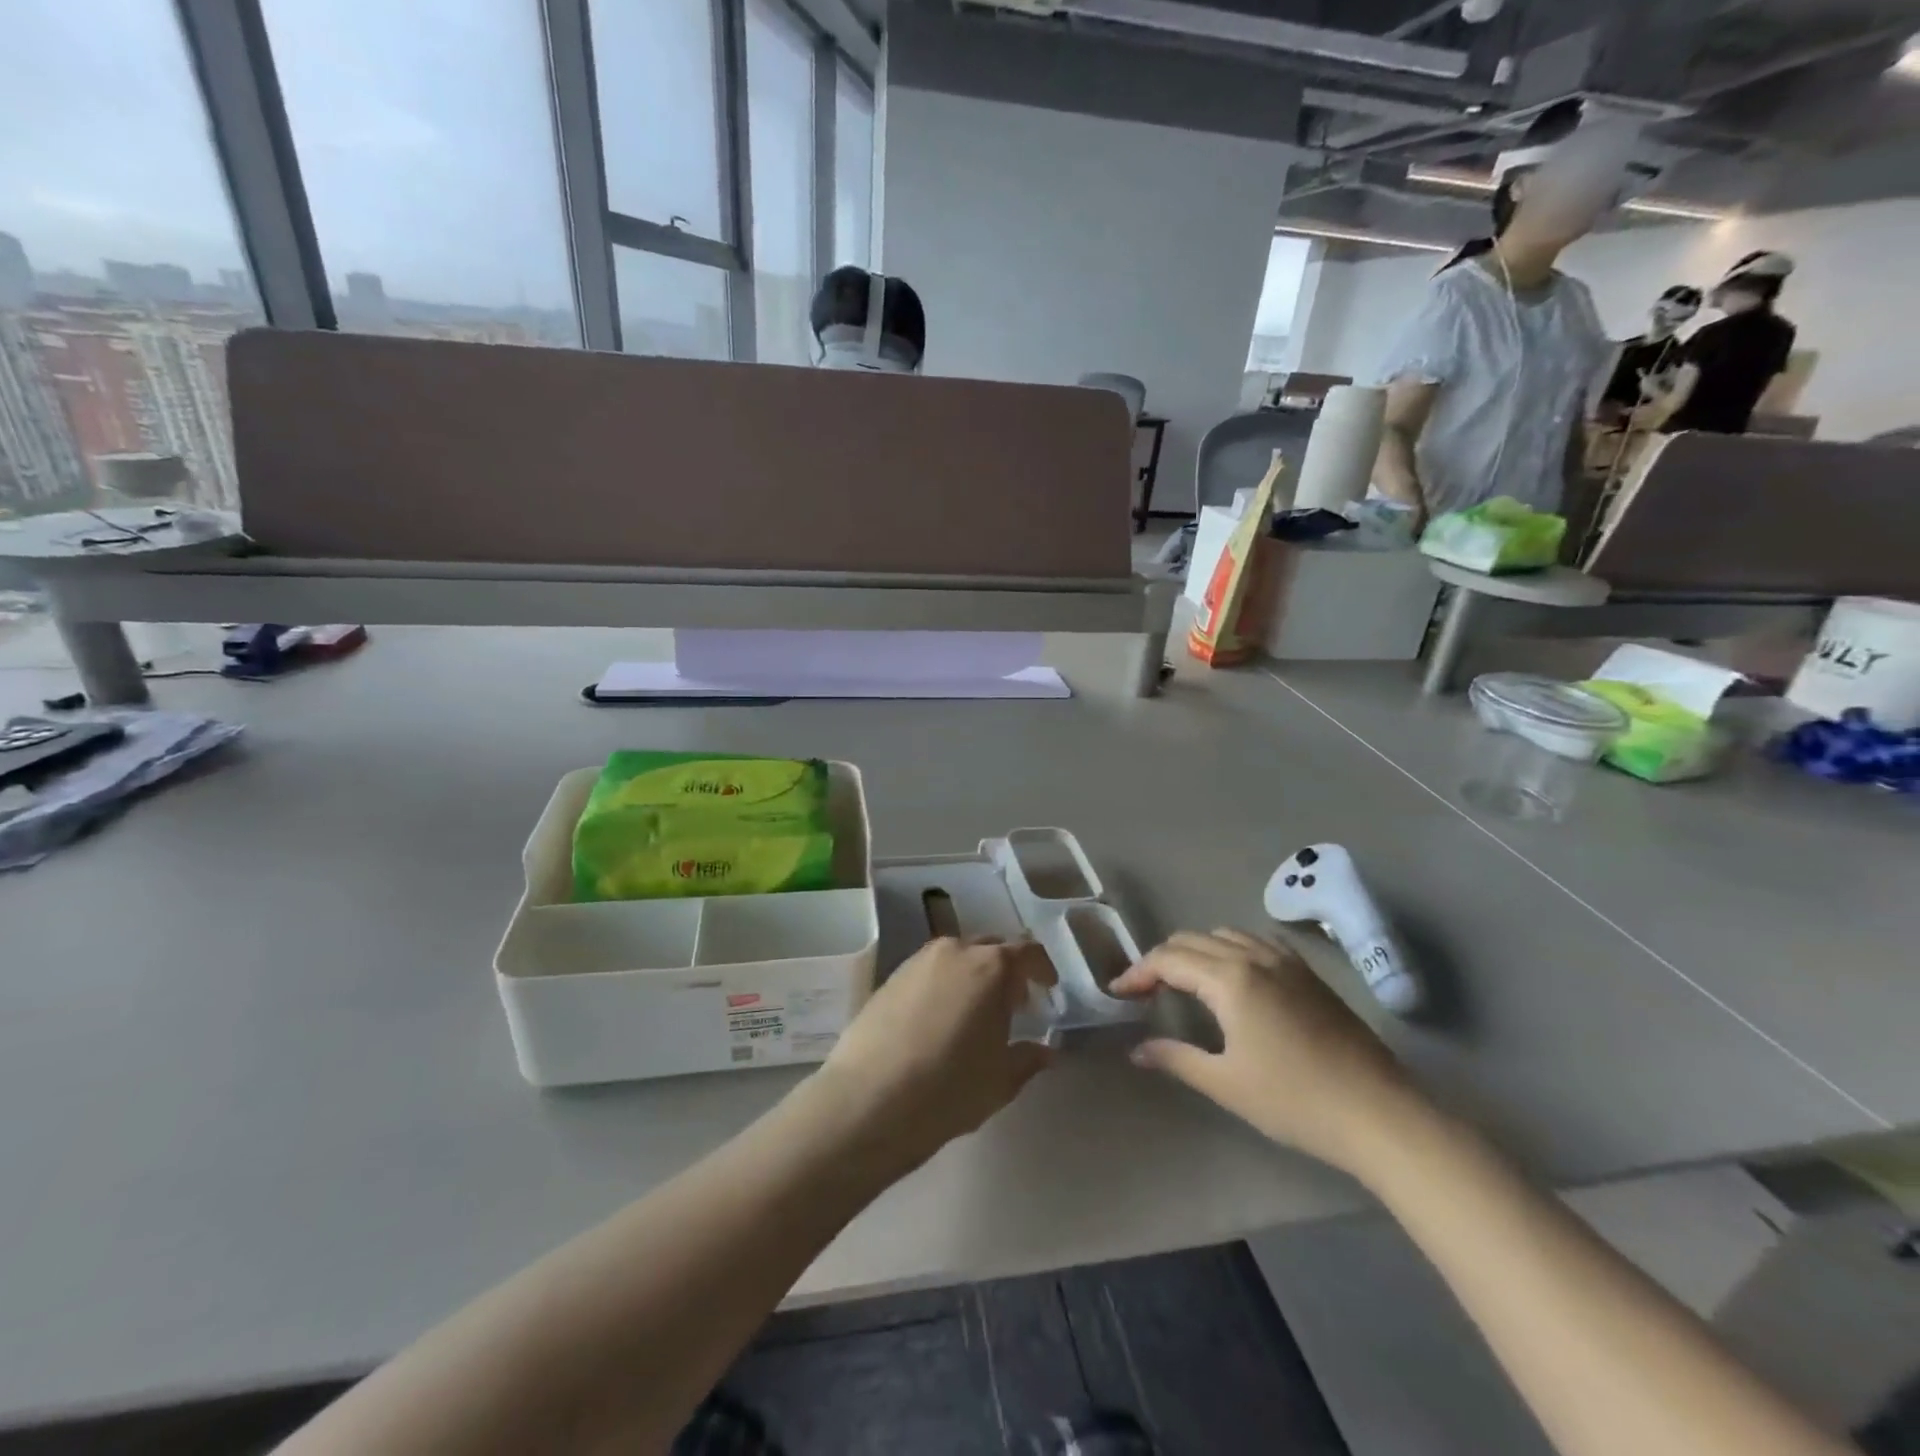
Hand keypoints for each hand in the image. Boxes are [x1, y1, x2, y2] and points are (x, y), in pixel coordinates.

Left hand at [814, 939, 1056, 1173]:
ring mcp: (918, 960)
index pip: (1028, 952)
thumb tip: (1046, 1051)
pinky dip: (944, 983)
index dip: (1042, 970)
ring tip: (975, 1012)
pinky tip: (940, 1019)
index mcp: (991, 967)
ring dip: (974, 975)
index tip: (1048, 990)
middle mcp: (955, 951)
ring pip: (957, 956)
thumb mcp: (1000, 1081)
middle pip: (991, 947)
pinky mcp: (890, 976)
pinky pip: (930, 970)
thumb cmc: (948, 1089)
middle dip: (1007, 970)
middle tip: (1014, 1004)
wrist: (869, 1100)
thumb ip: (1028, 1058)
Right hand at [1109, 930, 1420, 1180]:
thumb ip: (1176, 1059)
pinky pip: (1256, 942)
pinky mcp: (1307, 973)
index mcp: (1229, 979)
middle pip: (1192, 941)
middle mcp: (1253, 957)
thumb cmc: (1294, 1100)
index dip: (1138, 973)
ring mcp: (1285, 961)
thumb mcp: (1226, 1084)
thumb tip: (1137, 1050)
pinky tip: (1233, 977)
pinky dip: (1230, 949)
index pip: (1168, 960)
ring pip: (1224, 935)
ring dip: (1195, 951)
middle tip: (1145, 991)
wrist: (1379, 1113)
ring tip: (1184, 982)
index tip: (1118, 993)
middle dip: (1162, 960)